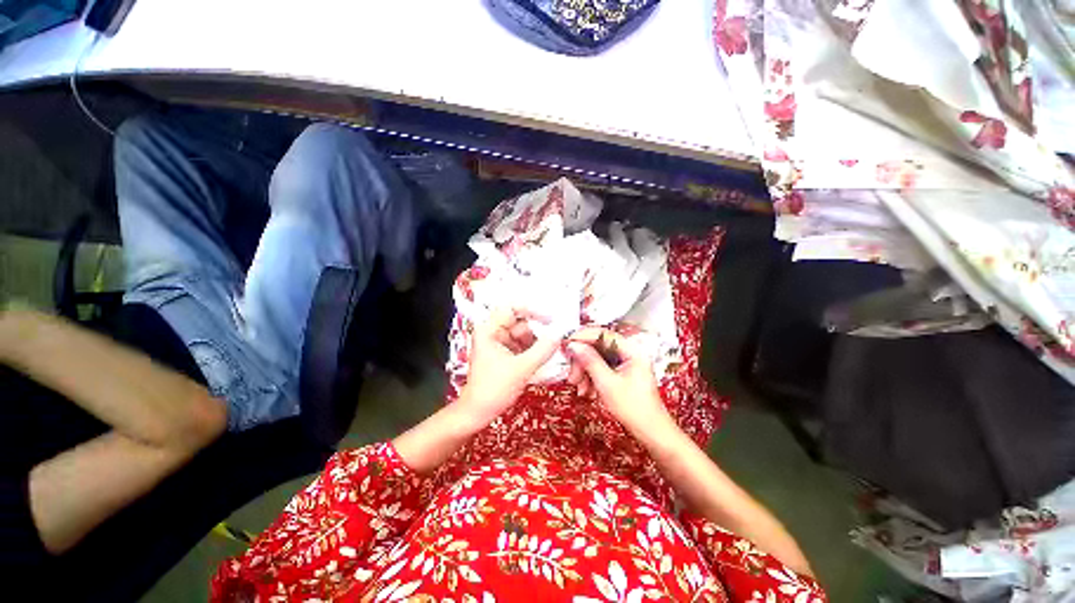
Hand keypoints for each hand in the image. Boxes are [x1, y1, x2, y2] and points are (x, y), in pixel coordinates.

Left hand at [457, 307, 559, 425]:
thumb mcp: (521, 368)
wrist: (478, 413)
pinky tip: (541, 358)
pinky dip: (532, 350)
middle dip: (536, 331)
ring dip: (536, 342)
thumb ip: (542, 350)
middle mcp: (493, 333)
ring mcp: (498, 344)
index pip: (511, 308)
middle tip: (553, 339)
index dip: (531, 310)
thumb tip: (559, 334)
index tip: (549, 319)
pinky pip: (521, 345)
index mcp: (489, 330)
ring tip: (547, 352)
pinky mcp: (504, 354)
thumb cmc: (493, 389)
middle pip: (519, 322)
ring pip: (522, 335)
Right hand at [565, 327, 671, 432]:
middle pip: (598, 347)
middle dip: (582, 361)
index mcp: (632, 351)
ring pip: (597, 358)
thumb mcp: (607, 383)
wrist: (650, 432)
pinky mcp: (621, 371)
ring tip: (580, 388)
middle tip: (572, 376)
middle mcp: (629, 352)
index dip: (583, 337)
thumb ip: (590, 361)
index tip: (567, 343)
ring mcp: (625, 362)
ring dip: (585, 372)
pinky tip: (587, 390)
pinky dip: (591, 377)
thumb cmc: (635, 409)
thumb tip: (574, 345)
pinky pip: (601, 367)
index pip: (603, 334)